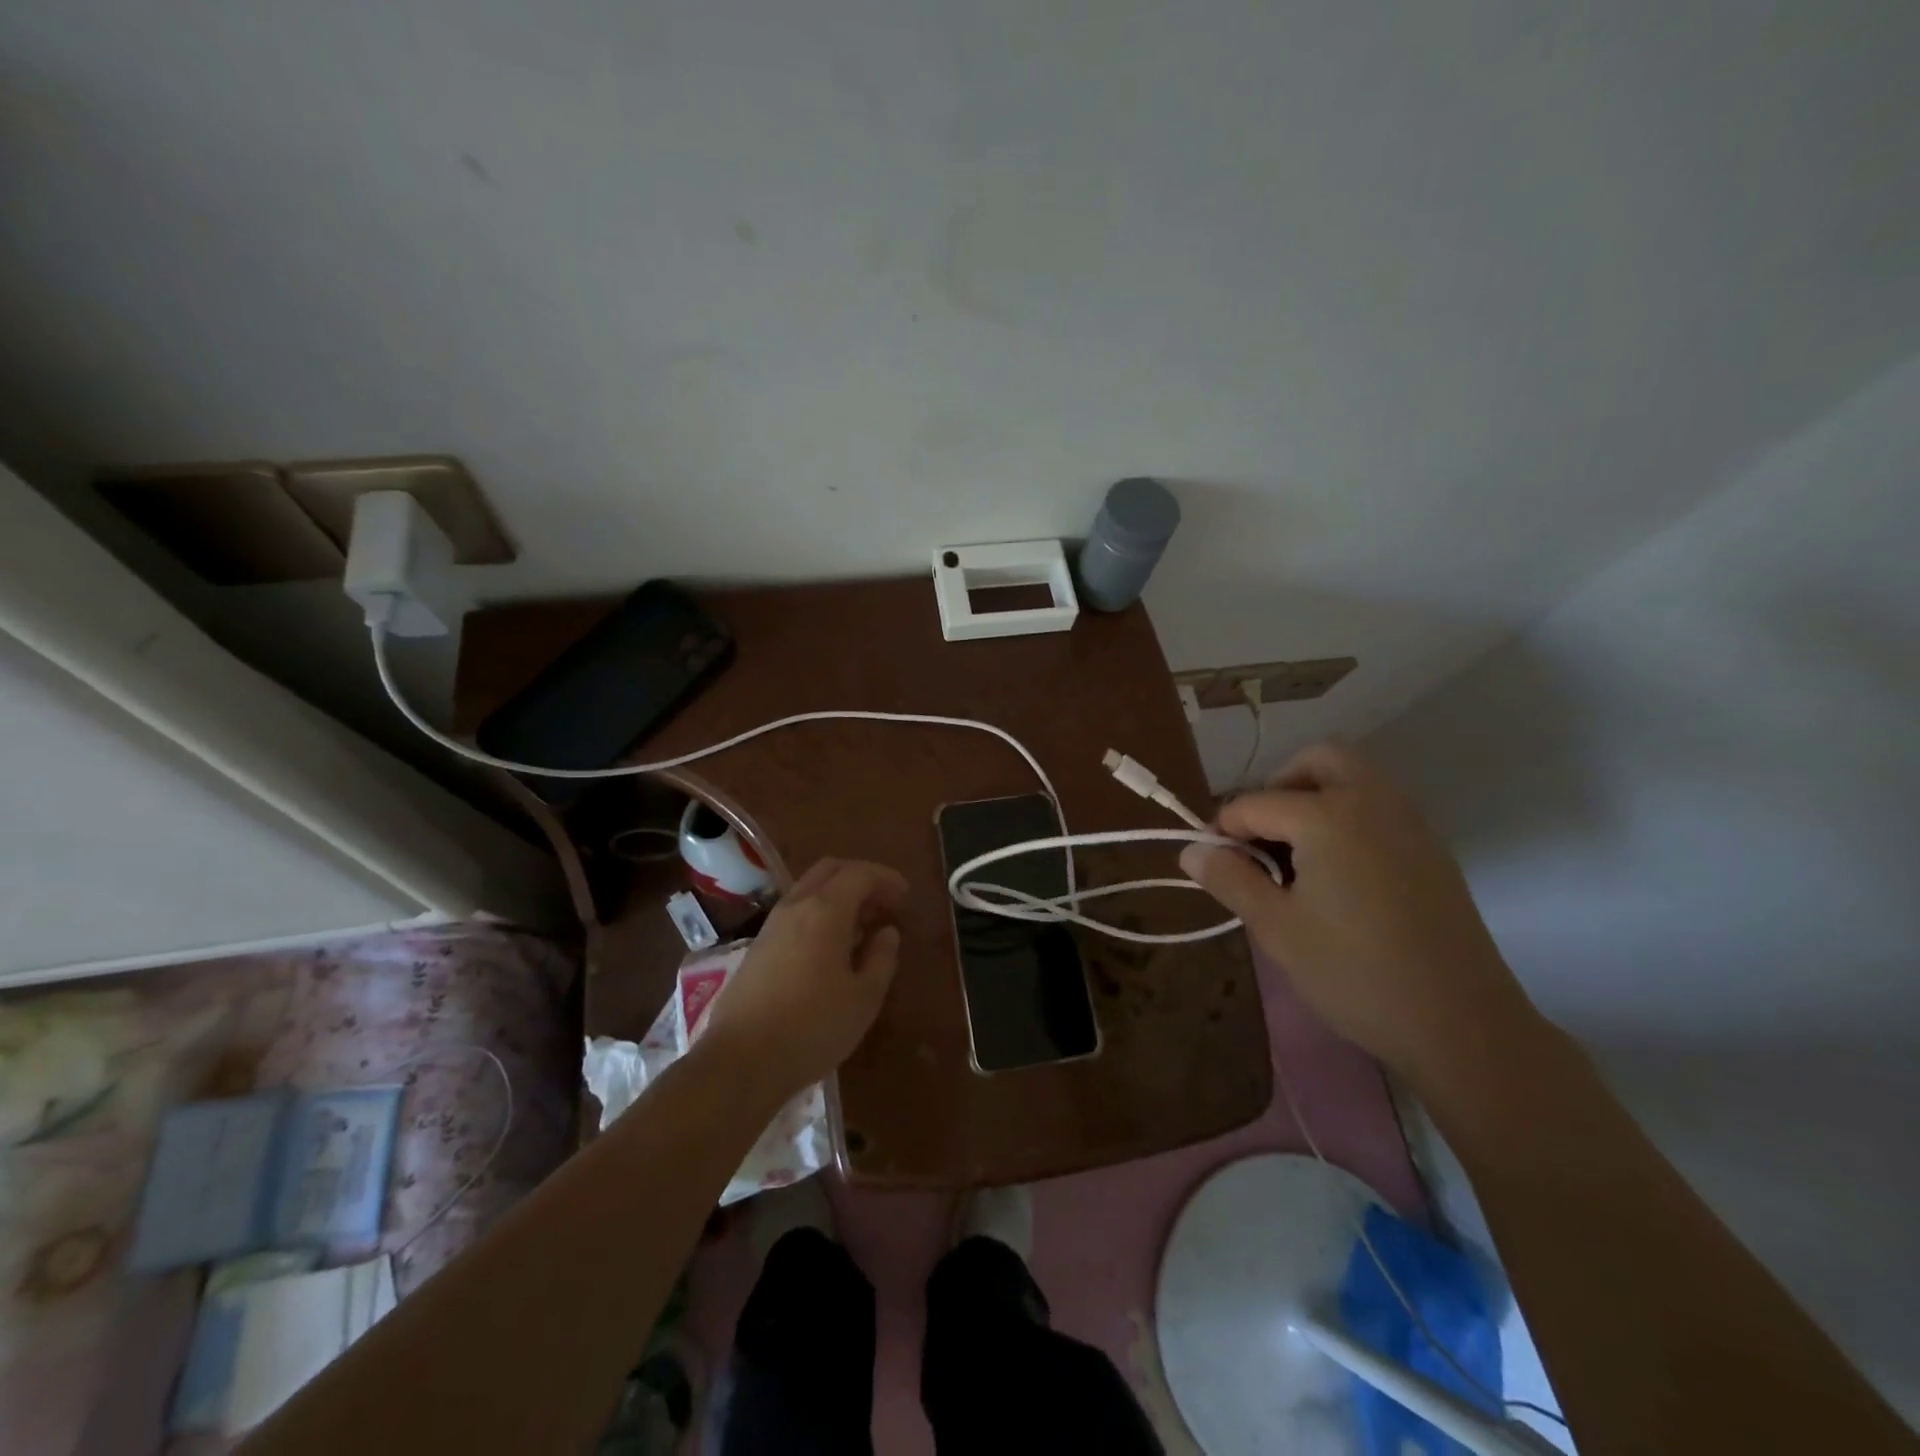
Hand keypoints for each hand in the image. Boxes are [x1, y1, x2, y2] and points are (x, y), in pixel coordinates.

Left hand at [700, 857, 907, 1099]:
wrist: (741, 1061)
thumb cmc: (813, 1027)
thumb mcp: (864, 997)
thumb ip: (882, 958)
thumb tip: (887, 933)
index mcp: (825, 910)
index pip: (860, 874)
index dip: (886, 879)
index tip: (905, 897)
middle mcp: (795, 906)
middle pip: (830, 870)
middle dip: (861, 878)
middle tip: (884, 904)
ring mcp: (772, 925)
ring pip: (809, 889)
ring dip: (838, 896)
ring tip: (862, 926)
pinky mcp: (758, 947)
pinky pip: (796, 912)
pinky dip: (820, 913)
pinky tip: (831, 947)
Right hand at [1179, 740, 1539, 1085]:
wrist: (1463, 1025)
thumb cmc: (1355, 974)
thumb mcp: (1277, 928)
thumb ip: (1230, 879)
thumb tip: (1190, 851)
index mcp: (1327, 816)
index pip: (1254, 804)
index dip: (1223, 831)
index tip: (1213, 865)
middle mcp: (1372, 800)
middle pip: (1317, 759)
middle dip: (1278, 786)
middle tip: (1261, 838)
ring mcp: (1410, 821)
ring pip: (1355, 776)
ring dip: (1316, 796)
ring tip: (1296, 855)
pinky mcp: (1432, 847)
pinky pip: (1381, 804)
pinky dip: (1349, 814)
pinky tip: (1338, 872)